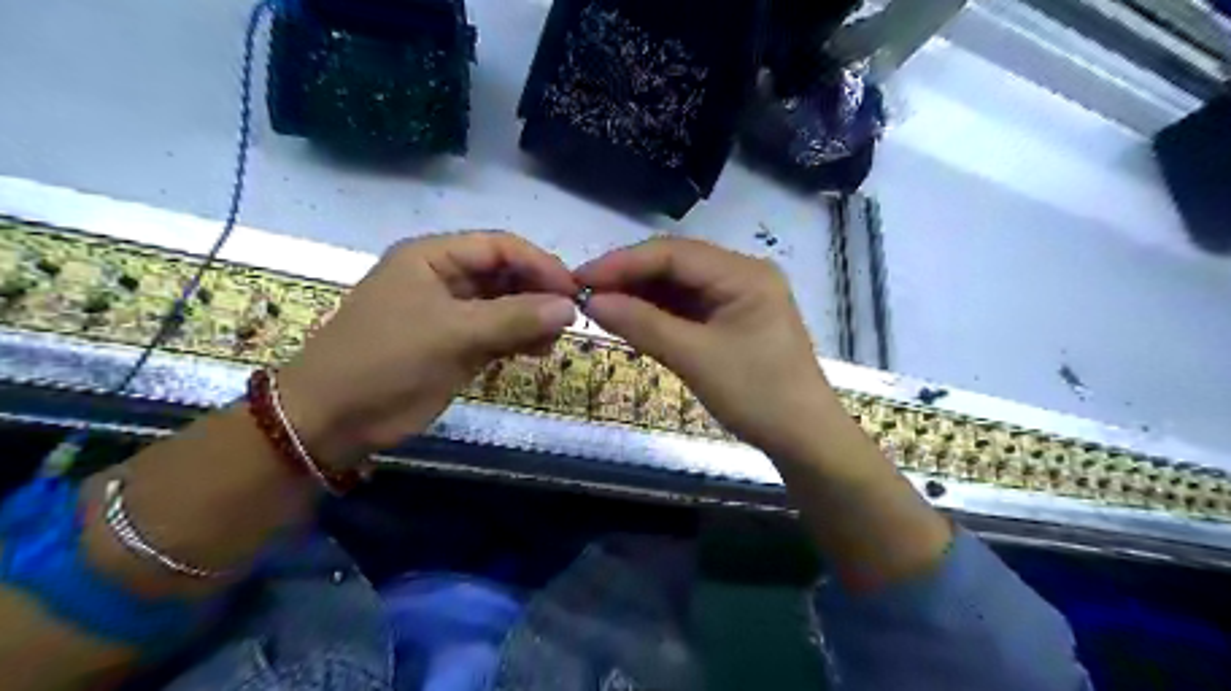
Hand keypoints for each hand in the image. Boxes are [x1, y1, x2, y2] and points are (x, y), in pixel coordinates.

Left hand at [279, 231, 576, 463]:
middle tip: (571, 318)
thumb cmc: (387, 362)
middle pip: (505, 274)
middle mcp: (444, 278)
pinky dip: (521, 339)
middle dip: (539, 293)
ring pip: (505, 305)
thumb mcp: (452, 334)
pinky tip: (540, 350)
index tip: (573, 290)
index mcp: (433, 258)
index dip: (539, 264)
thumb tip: (570, 307)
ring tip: (556, 338)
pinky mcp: (456, 345)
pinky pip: (498, 333)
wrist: (333, 419)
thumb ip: (514, 318)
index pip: (499, 247)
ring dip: (533, 318)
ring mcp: (451, 314)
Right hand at [576, 237, 842, 458]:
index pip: (672, 253)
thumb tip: (591, 302)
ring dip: (641, 295)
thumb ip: (643, 324)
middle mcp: (742, 275)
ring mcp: (738, 297)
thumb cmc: (757, 395)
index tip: (579, 279)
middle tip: (583, 294)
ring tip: (599, 308)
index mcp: (743, 273)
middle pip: (675, 264)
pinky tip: (631, 320)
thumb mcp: (695, 358)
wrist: (804, 439)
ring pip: (679, 286)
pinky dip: (658, 314)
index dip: (622, 264)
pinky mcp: (732, 320)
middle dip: (629, 278)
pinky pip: (688, 307)